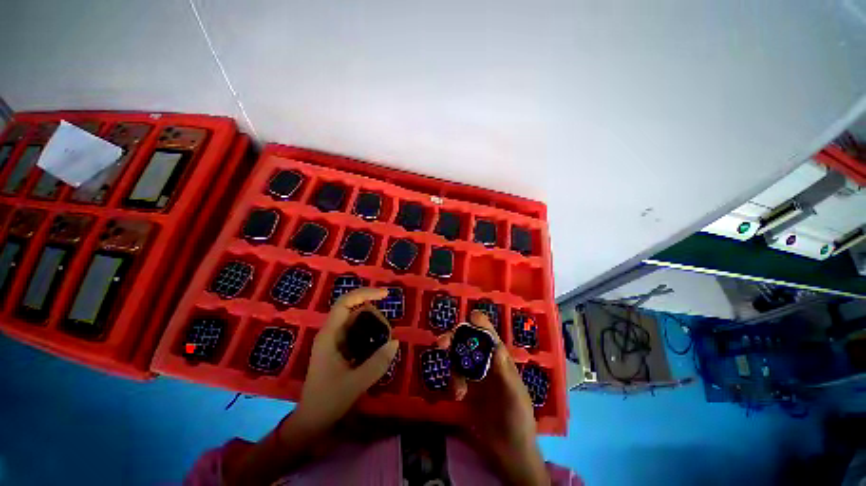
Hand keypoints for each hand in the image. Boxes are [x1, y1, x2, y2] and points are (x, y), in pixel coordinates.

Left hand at [296, 287, 399, 430]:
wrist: (311, 421)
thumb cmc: (328, 401)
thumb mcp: (356, 383)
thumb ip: (377, 363)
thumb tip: (395, 342)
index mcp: (329, 335)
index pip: (345, 303)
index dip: (365, 294)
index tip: (385, 295)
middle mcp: (332, 333)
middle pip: (355, 310)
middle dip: (374, 316)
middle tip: (387, 334)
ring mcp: (335, 340)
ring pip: (358, 321)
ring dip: (374, 326)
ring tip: (384, 342)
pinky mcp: (340, 348)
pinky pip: (358, 332)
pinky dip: (371, 334)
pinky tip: (378, 347)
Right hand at [437, 311, 548, 484]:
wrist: (509, 452)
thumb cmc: (519, 421)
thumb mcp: (516, 397)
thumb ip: (505, 373)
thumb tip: (497, 346)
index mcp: (501, 359)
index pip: (489, 335)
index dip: (479, 324)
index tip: (467, 320)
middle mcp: (486, 362)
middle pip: (468, 340)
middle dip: (455, 338)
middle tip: (441, 343)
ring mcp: (475, 375)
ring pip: (458, 356)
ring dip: (452, 362)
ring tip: (457, 386)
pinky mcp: (466, 388)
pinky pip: (454, 376)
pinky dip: (453, 382)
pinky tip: (458, 396)